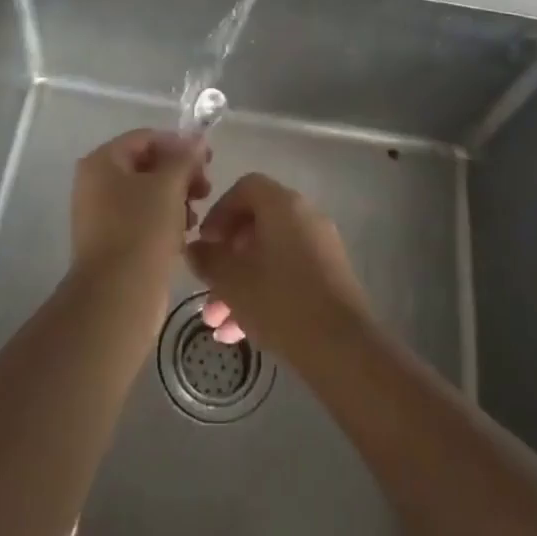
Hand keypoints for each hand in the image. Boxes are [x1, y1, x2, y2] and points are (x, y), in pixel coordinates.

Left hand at [71, 129, 210, 285]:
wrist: (118, 295)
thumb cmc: (142, 229)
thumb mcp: (169, 186)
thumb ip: (185, 158)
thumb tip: (198, 140)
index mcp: (102, 161)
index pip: (146, 138)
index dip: (179, 144)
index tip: (209, 160)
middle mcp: (95, 182)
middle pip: (146, 165)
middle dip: (180, 174)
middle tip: (206, 189)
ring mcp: (100, 213)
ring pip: (147, 193)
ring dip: (175, 198)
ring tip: (195, 216)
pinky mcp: (111, 241)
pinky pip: (141, 218)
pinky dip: (164, 220)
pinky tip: (183, 234)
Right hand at [185, 173, 370, 359]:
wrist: (342, 347)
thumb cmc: (280, 301)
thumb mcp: (232, 281)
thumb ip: (208, 260)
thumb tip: (195, 249)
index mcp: (283, 205)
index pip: (245, 188)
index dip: (219, 212)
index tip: (204, 243)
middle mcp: (305, 217)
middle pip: (256, 226)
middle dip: (226, 259)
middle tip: (205, 286)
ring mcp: (321, 247)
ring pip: (269, 256)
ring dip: (239, 284)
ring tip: (216, 322)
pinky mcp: (330, 278)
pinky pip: (288, 274)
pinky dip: (263, 294)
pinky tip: (238, 333)